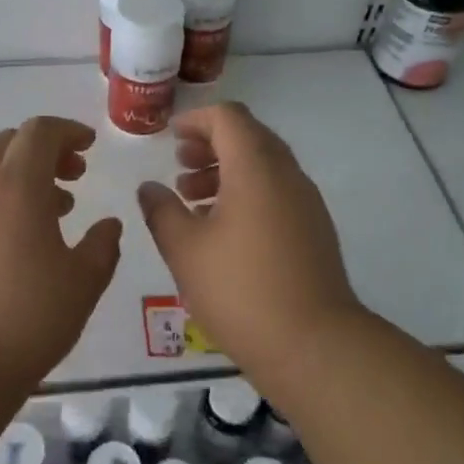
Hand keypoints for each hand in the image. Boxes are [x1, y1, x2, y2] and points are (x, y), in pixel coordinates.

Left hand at [0, 116, 123, 383]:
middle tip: (74, 176)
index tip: (90, 147)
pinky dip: (0, 201)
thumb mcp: (84, 281)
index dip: (68, 131)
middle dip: (45, 150)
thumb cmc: (28, 317)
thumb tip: (108, 225)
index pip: (40, 131)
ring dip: (22, 177)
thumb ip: (103, 245)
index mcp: (17, 185)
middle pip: (10, 143)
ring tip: (53, 213)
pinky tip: (18, 241)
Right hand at [137, 103, 360, 366]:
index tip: (170, 136)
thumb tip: (149, 188)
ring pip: (264, 166)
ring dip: (228, 170)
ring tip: (192, 197)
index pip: (229, 118)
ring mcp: (306, 203)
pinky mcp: (314, 229)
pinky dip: (247, 193)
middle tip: (180, 163)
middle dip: (211, 144)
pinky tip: (222, 228)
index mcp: (256, 169)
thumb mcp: (185, 250)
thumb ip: (162, 211)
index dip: (196, 119)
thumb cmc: (241, 290)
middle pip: (249, 137)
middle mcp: (287, 175)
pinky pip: (277, 192)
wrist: (314, 345)